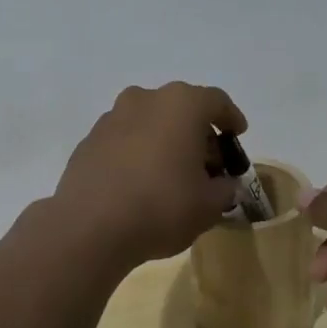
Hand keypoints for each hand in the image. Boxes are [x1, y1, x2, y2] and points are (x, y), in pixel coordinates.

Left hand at [53, 83, 245, 269]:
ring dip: (165, 141)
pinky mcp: (88, 141)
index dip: (231, 118)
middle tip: (208, 164)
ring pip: (149, 122)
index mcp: (180, 104)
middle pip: (180, 109)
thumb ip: (225, 189)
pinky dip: (138, 154)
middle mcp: (144, 100)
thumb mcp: (209, 205)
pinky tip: (141, 183)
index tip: (237, 135)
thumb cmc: (161, 206)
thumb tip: (223, 184)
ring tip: (173, 174)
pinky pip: (124, 140)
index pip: (216, 101)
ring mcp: (111, 118)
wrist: (90, 227)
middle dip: (197, 133)